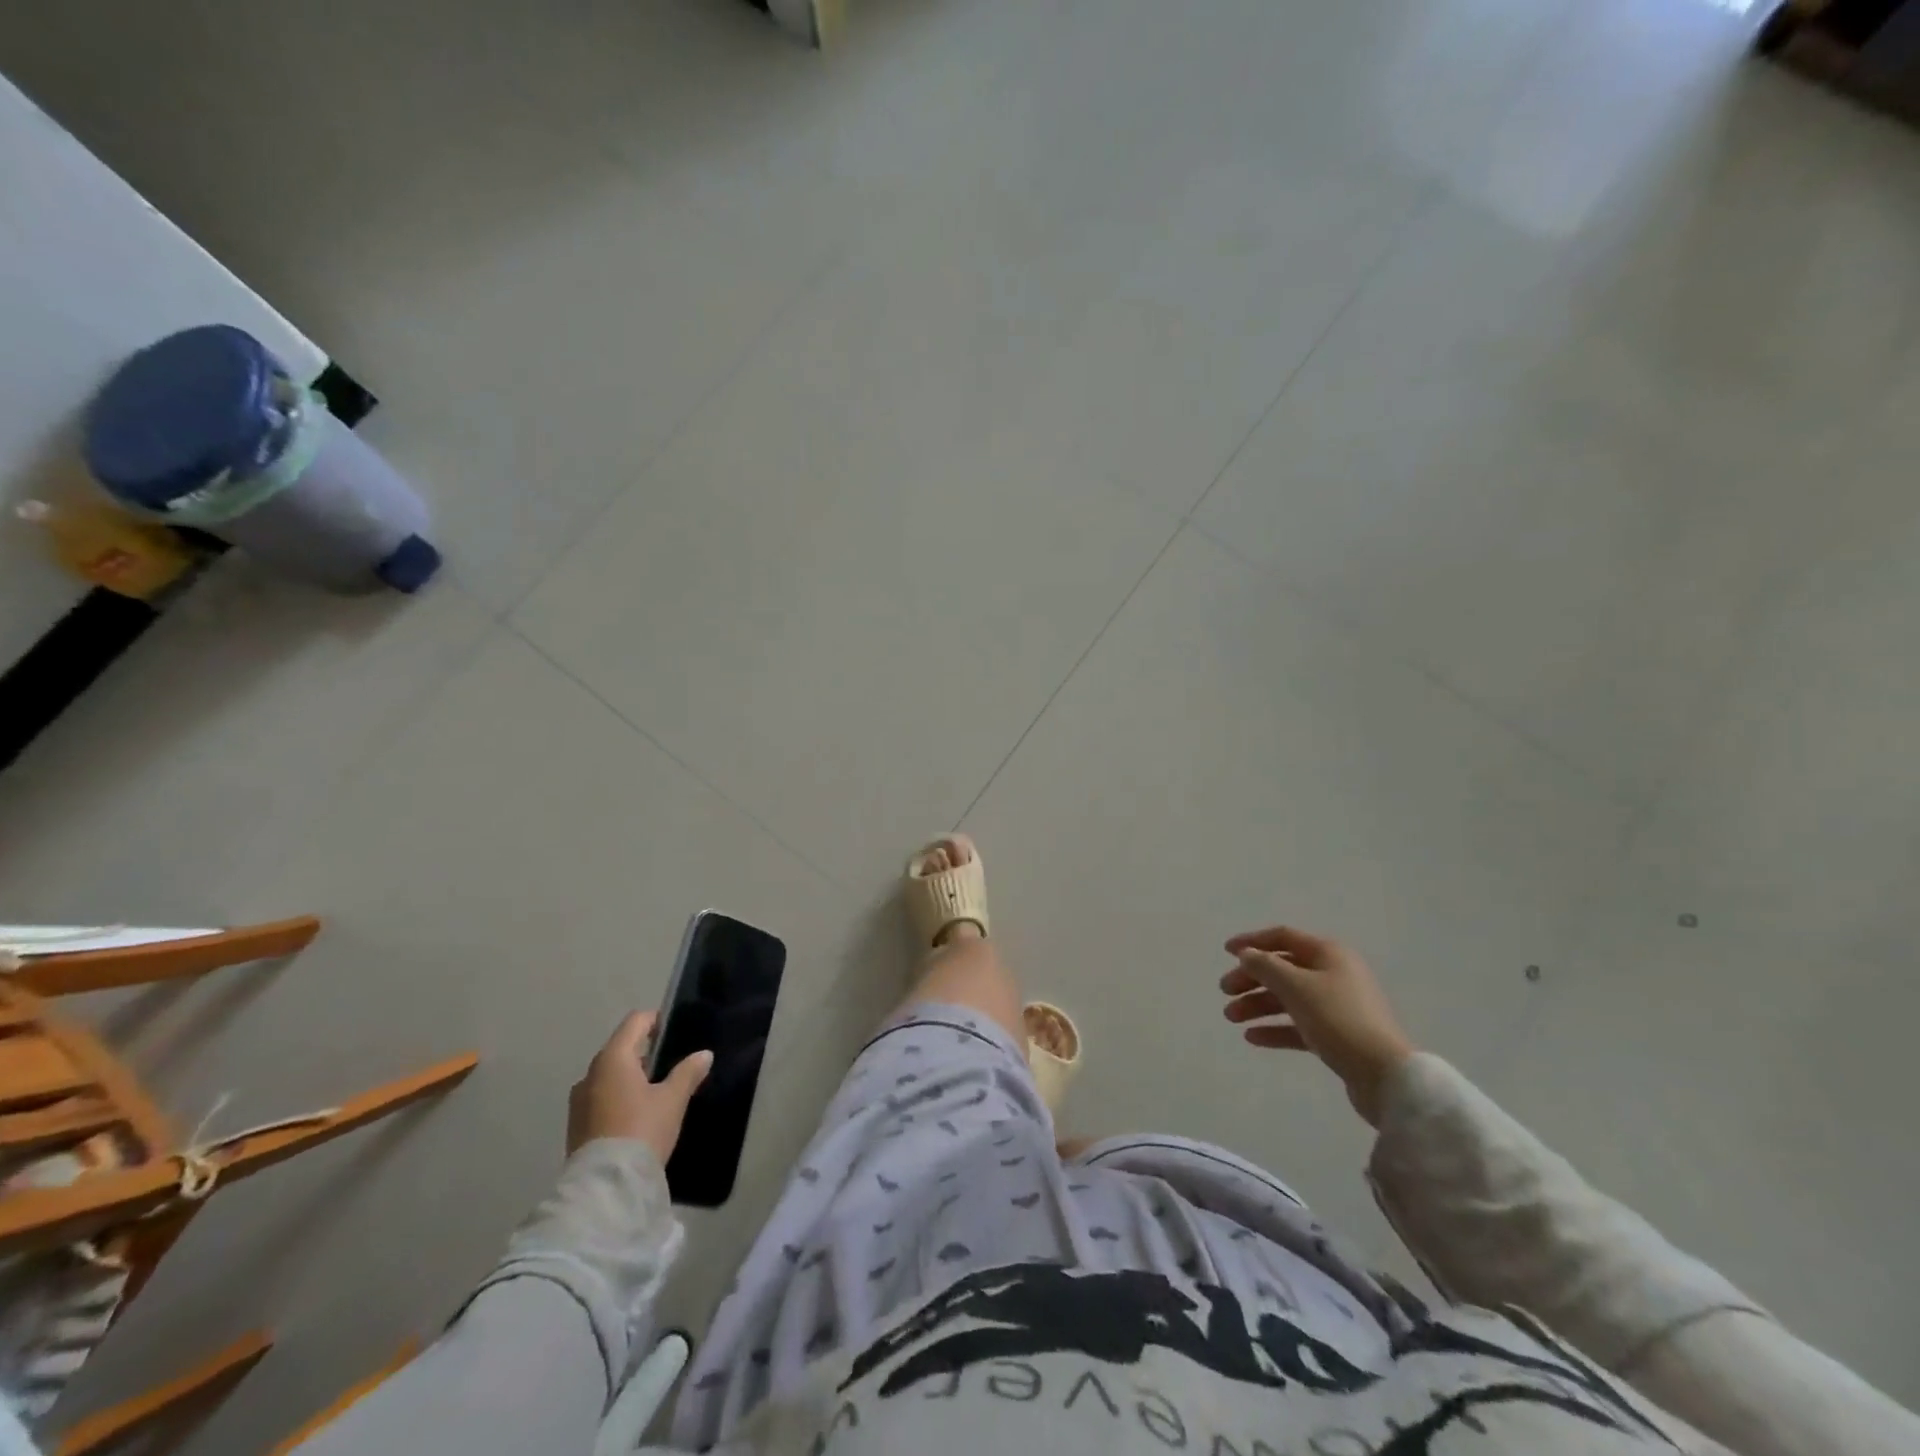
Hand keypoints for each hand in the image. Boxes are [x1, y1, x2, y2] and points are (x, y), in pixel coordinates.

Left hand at [566, 1011, 713, 1162]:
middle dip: (645, 1052)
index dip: (656, 1020)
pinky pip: (601, 1097)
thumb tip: (704, 1054)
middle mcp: (590, 1074)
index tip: (675, 1032)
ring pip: (609, 1075)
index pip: (635, 1022)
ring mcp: (579, 1101)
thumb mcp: (673, 1099)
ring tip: (656, 1093)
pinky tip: (637, 1115)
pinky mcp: (576, 1125)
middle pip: (620, 1048)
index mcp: (613, 1058)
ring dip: (631, 1077)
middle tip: (670, 1065)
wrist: (606, 1187)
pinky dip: (619, 1096)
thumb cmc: (641, 1129)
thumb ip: (688, 1072)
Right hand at [1219, 925, 1414, 1125]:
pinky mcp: (1337, 1036)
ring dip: (1258, 1005)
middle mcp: (1334, 974)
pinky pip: (1299, 1025)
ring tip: (1232, 1018)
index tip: (1226, 952)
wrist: (1384, 1076)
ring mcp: (1337, 1006)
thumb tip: (1247, 954)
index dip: (1252, 941)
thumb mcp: (1296, 986)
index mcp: (1329, 954)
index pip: (1283, 937)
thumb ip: (1265, 966)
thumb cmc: (1337, 1019)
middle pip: (1283, 969)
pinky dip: (1275, 1028)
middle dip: (1251, 979)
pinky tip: (1252, 1037)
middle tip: (1225, 992)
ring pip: (1288, 998)